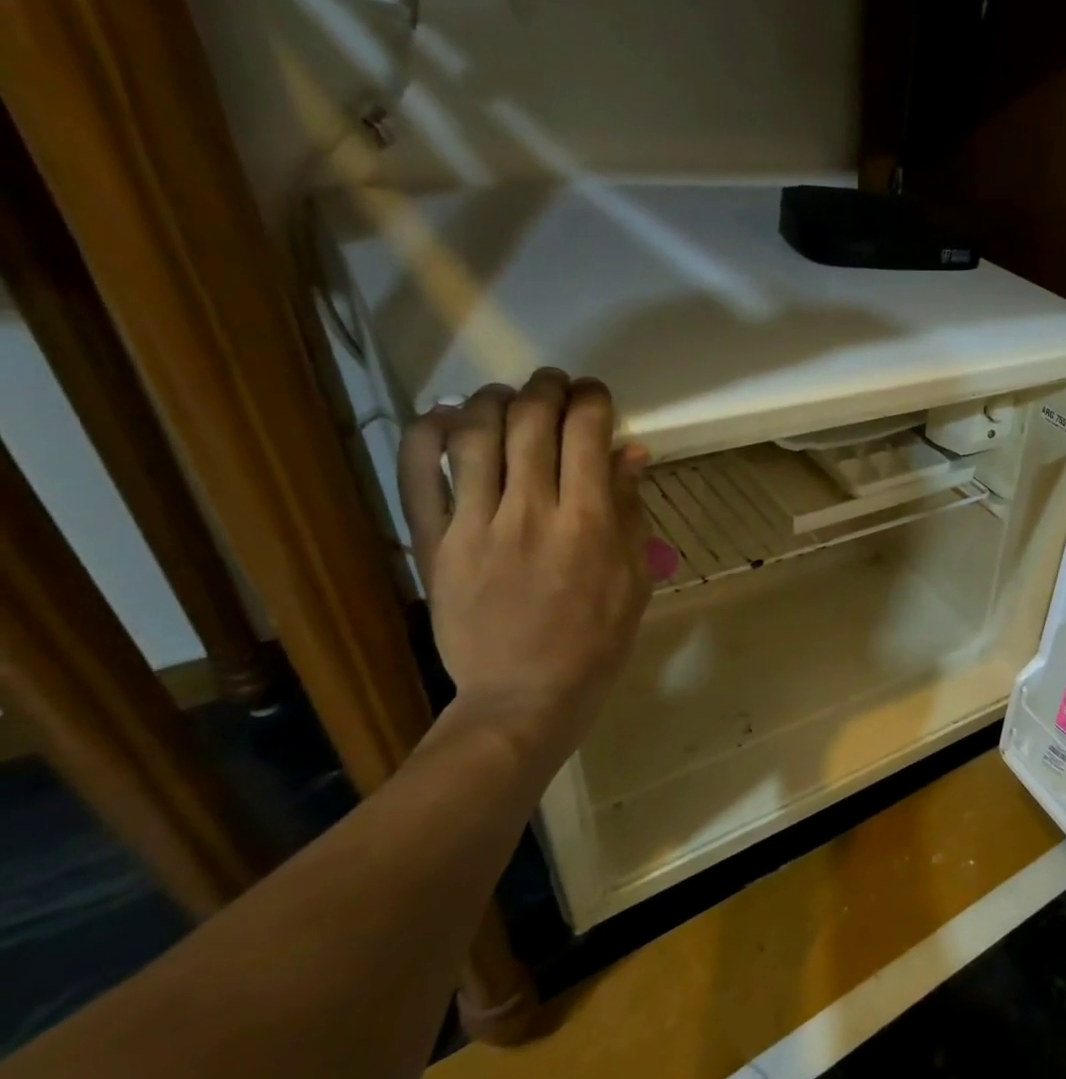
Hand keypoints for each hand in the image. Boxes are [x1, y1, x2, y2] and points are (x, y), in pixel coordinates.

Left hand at [398, 369, 654, 767]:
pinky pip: (419, 474)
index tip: (596, 395)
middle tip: (556, 384)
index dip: (592, 400)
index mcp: (587, 523)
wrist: (525, 695)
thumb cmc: (595, 642)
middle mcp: (530, 511)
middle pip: (531, 422)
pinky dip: (427, 434)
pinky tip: (445, 417)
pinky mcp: (434, 542)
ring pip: (475, 434)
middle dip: (547, 389)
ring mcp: (475, 524)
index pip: (587, 434)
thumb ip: (629, 513)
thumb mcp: (633, 580)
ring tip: (507, 396)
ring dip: (493, 400)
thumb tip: (630, 454)